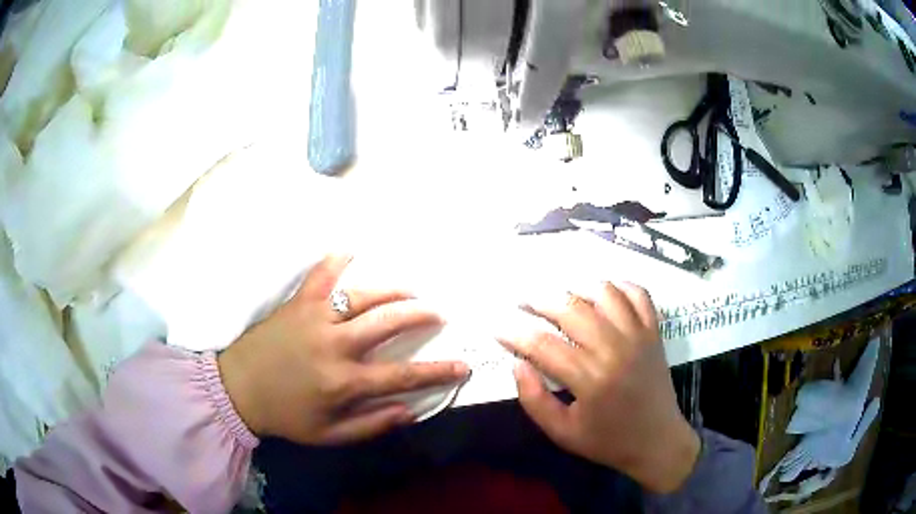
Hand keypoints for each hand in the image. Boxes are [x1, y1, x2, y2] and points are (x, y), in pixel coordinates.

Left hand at [218, 255, 469, 444]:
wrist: (238, 390)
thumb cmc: (285, 416)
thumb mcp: (329, 435)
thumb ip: (370, 425)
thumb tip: (409, 412)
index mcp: (342, 382)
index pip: (402, 376)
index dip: (437, 371)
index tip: (463, 365)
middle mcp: (333, 346)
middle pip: (387, 322)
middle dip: (420, 315)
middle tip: (439, 313)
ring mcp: (313, 319)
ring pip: (361, 295)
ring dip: (392, 290)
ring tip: (412, 288)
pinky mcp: (296, 303)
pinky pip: (319, 275)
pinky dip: (336, 260)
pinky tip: (351, 251)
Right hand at [498, 283, 699, 492]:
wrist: (657, 441)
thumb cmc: (607, 441)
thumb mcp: (562, 433)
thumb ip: (534, 400)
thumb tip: (517, 364)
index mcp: (590, 379)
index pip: (542, 344)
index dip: (514, 333)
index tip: (497, 327)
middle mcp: (615, 349)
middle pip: (571, 309)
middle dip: (540, 300)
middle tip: (522, 302)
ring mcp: (638, 336)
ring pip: (604, 293)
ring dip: (577, 288)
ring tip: (561, 297)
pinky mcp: (654, 332)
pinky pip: (639, 294)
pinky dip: (620, 285)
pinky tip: (603, 292)